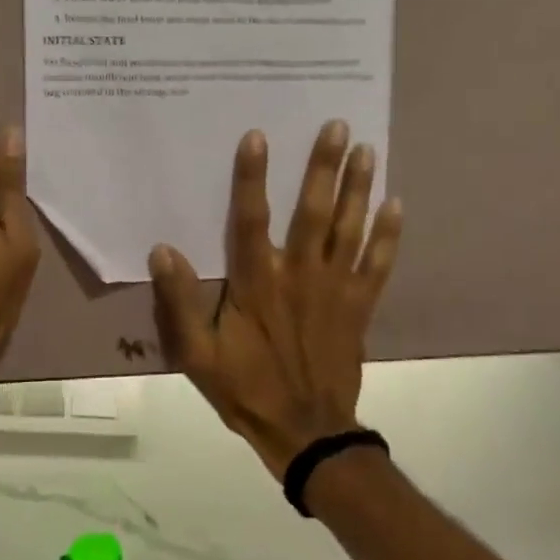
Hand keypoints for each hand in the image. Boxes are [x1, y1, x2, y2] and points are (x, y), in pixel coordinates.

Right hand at [147, 122, 401, 478]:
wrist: (306, 433)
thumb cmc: (246, 388)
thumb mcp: (197, 354)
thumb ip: (179, 302)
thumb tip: (163, 249)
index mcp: (257, 283)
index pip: (251, 219)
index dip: (252, 177)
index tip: (258, 136)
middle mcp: (299, 275)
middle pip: (314, 212)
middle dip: (324, 166)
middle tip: (338, 126)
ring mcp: (335, 289)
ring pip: (350, 229)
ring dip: (359, 188)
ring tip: (368, 149)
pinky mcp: (359, 306)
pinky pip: (378, 265)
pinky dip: (389, 235)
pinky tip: (397, 204)